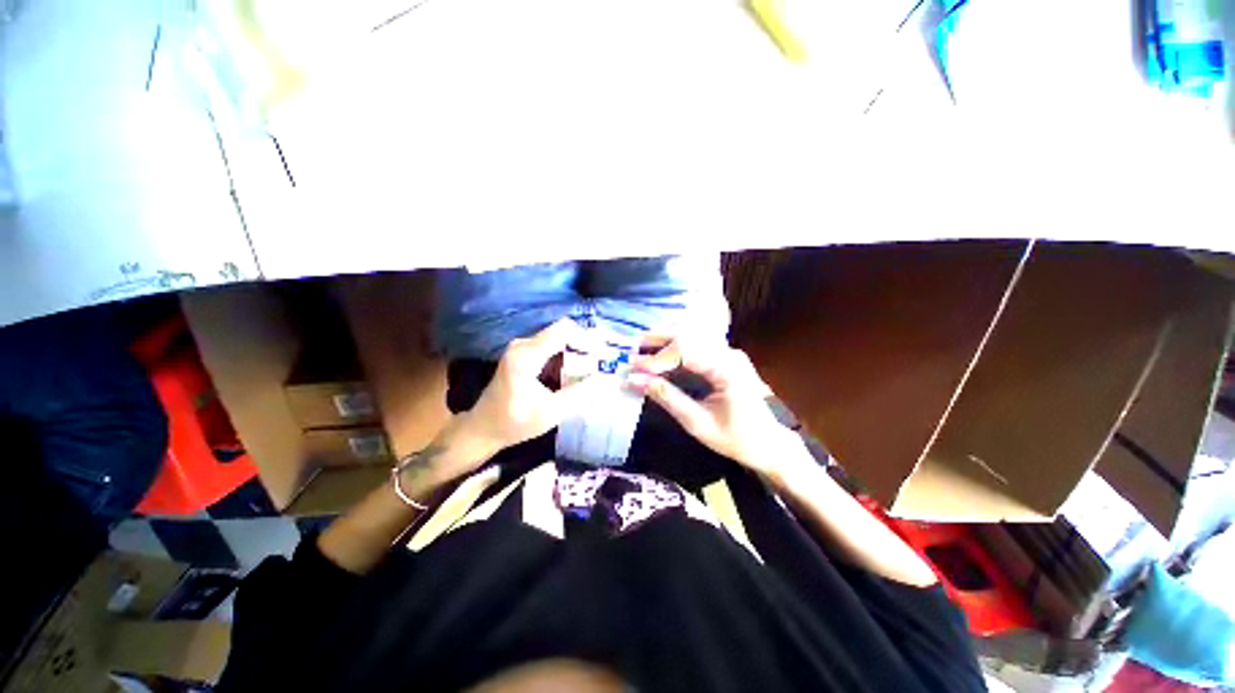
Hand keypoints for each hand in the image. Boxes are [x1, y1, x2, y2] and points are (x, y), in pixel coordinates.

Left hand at [454, 319, 602, 457]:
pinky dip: (570, 358)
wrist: (483, 429)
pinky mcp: (525, 355)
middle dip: (588, 346)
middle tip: (607, 362)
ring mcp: (523, 348)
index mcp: (527, 355)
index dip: (589, 339)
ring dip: (580, 352)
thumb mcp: (551, 412)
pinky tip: (580, 373)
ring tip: (599, 368)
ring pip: (560, 340)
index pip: (564, 330)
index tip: (605, 355)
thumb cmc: (514, 423)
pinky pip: (553, 348)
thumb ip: (581, 395)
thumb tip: (610, 381)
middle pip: (564, 333)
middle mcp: (524, 345)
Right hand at [627, 334, 800, 476]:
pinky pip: (696, 345)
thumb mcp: (697, 422)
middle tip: (633, 349)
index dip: (657, 358)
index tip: (634, 368)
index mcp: (727, 368)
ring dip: (665, 340)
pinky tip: (660, 351)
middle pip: (688, 335)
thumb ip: (666, 397)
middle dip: (658, 340)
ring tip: (642, 348)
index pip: (686, 350)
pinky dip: (675, 347)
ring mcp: (728, 352)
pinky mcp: (724, 357)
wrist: (768, 443)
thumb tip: (635, 380)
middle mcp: (728, 352)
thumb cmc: (736, 438)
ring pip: (691, 335)